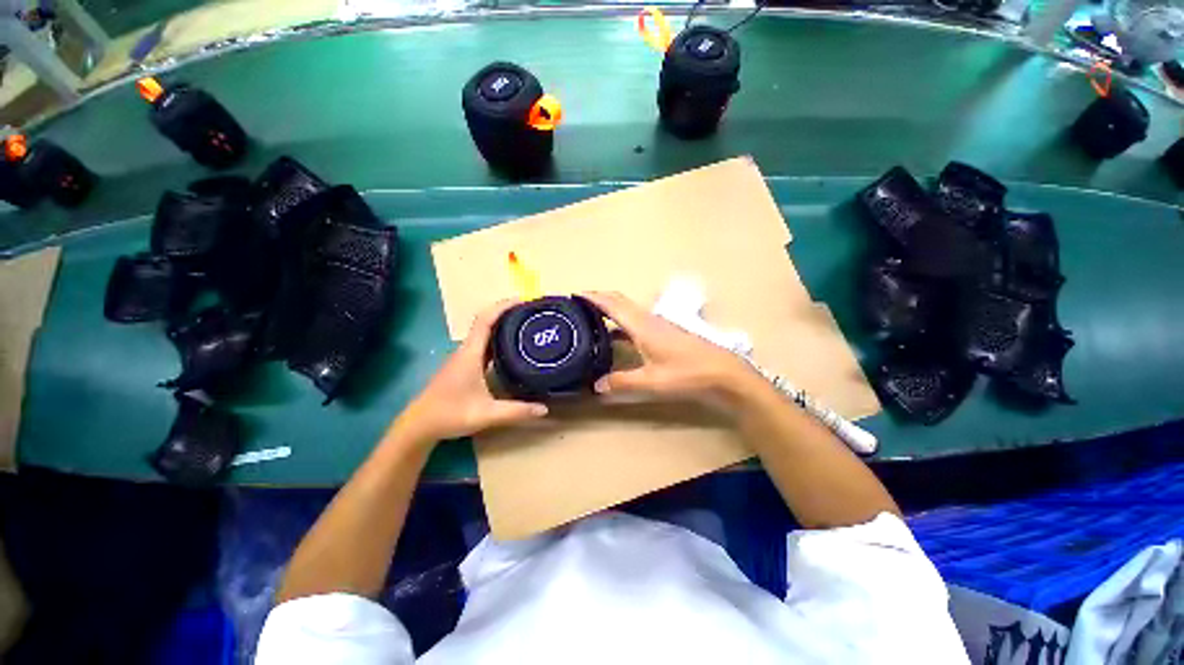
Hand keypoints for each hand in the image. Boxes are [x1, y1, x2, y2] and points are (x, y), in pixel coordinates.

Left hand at [395, 300, 547, 445]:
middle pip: (486, 322)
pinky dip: (498, 340)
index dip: (503, 306)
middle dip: (508, 313)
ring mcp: (463, 358)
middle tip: (532, 313)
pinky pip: (483, 345)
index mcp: (470, 353)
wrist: (418, 426)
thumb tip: (544, 409)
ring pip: (485, 333)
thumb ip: (516, 411)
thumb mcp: (486, 414)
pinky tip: (511, 349)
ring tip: (526, 326)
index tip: (524, 301)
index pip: (486, 319)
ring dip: (503, 325)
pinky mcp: (464, 366)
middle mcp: (466, 350)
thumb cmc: (449, 415)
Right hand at [581, 291, 757, 405]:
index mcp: (641, 325)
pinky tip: (616, 337)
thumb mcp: (651, 381)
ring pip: (628, 310)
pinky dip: (621, 323)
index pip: (612, 304)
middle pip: (619, 301)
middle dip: (598, 298)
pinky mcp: (665, 333)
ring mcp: (658, 325)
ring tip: (592, 318)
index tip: (574, 294)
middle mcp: (648, 319)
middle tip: (578, 305)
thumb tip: (596, 385)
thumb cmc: (686, 373)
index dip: (592, 297)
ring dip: (610, 309)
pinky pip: (636, 321)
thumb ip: (622, 382)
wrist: (722, 373)